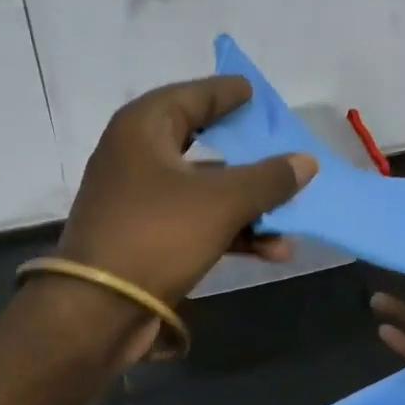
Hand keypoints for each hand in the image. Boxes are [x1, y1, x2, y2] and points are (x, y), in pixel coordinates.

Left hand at [48, 76, 317, 354]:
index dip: (227, 93)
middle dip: (244, 149)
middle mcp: (136, 155)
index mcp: (143, 128)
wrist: (98, 311)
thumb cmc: (158, 235)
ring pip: (203, 186)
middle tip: (274, 140)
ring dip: (248, 200)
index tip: (256, 92)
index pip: (193, 95)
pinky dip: (231, 229)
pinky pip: (196, 220)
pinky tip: (272, 250)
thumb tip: (306, 161)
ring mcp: (139, 198)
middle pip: (199, 140)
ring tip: (290, 211)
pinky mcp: (145, 235)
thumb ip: (268, 178)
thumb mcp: (222, 202)